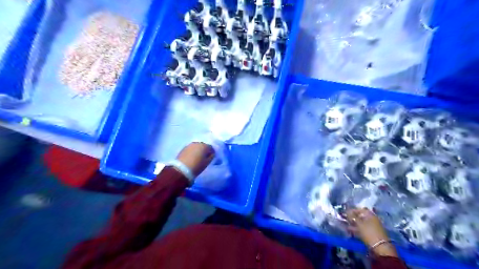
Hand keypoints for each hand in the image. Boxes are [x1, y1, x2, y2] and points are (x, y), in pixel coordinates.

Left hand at [175, 142, 214, 177]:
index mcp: (205, 146)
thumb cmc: (197, 166)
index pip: (211, 147)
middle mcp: (197, 143)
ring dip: (198, 150)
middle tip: (204, 157)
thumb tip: (212, 153)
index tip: (211, 157)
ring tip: (198, 157)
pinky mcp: (184, 148)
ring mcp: (190, 145)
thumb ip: (211, 156)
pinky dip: (193, 151)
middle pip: (203, 145)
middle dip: (204, 150)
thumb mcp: (207, 162)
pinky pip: (191, 148)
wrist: (181, 169)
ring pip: (196, 146)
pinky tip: (192, 157)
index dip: (211, 152)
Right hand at [347, 208, 398, 255]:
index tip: (345, 213)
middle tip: (345, 219)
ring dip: (353, 224)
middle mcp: (372, 219)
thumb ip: (352, 216)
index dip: (351, 210)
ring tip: (346, 225)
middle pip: (360, 216)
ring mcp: (373, 226)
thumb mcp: (359, 223)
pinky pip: (363, 229)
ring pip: (361, 223)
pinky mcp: (372, 233)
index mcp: (370, 214)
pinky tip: (351, 230)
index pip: (359, 209)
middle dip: (352, 218)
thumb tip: (347, 210)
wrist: (380, 247)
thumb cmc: (369, 232)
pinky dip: (357, 229)